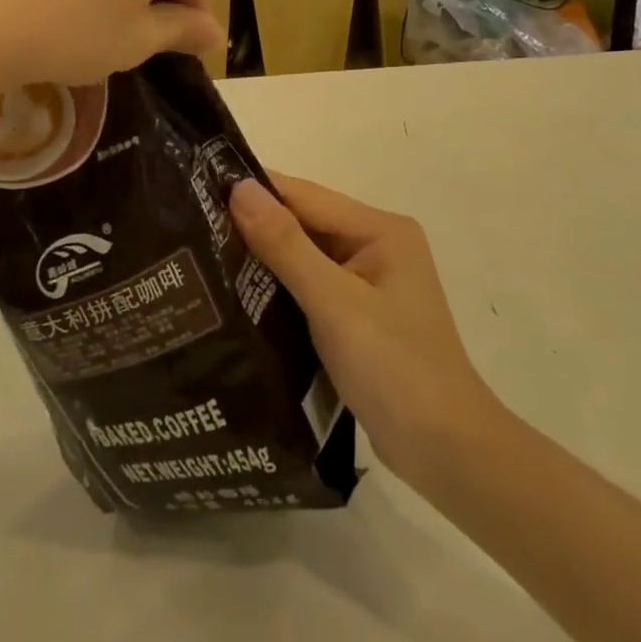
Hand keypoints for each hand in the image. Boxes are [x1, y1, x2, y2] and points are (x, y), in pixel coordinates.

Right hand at [229, 172, 502, 488]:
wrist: (448, 454)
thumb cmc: (395, 368)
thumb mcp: (334, 303)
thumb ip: (286, 245)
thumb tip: (239, 189)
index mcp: (380, 230)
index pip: (306, 196)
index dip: (256, 191)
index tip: (200, 188)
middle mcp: (376, 247)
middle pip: (306, 224)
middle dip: (255, 226)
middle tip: (192, 226)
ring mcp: (369, 284)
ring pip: (305, 258)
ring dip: (264, 260)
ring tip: (202, 258)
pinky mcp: (359, 318)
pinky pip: (311, 289)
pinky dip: (280, 291)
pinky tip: (239, 297)